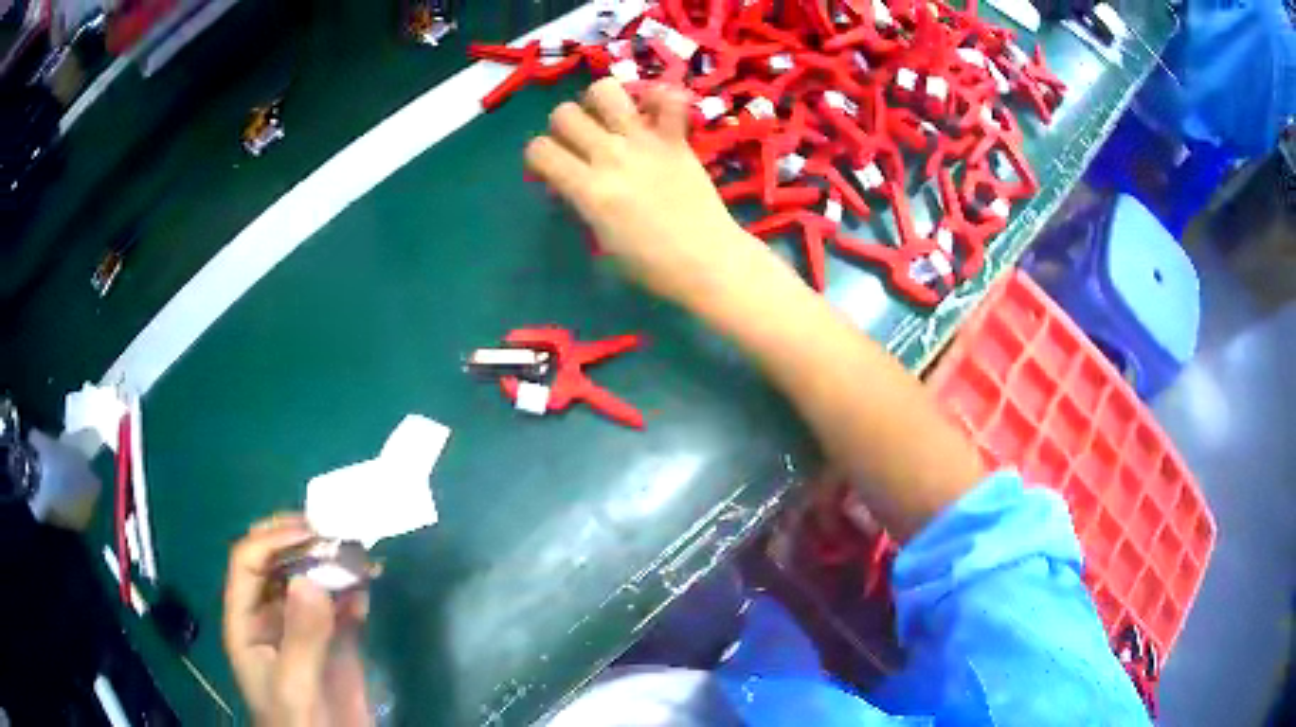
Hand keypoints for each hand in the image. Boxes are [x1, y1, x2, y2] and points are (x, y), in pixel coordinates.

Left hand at [223, 514, 370, 725]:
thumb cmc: (297, 722)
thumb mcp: (294, 684)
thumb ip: (301, 636)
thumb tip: (311, 578)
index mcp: (247, 620)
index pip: (248, 562)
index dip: (272, 539)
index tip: (310, 531)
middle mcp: (271, 615)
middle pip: (277, 562)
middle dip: (301, 541)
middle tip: (335, 532)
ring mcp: (305, 627)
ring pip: (311, 579)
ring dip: (333, 562)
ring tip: (360, 552)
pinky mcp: (336, 641)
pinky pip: (342, 605)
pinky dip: (355, 590)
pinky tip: (368, 585)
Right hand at [525, 79, 762, 305]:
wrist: (708, 261)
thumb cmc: (652, 265)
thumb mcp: (602, 241)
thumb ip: (581, 203)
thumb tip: (569, 182)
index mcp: (588, 189)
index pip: (539, 150)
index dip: (539, 157)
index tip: (552, 168)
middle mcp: (610, 156)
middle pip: (563, 114)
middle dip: (563, 126)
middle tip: (581, 144)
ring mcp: (645, 142)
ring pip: (605, 90)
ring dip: (600, 102)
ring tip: (611, 120)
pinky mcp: (676, 138)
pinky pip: (668, 98)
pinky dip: (659, 98)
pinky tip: (654, 114)